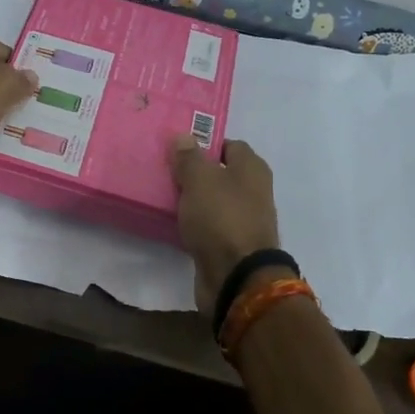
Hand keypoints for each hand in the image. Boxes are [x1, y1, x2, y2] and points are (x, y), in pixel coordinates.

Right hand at [169, 135, 283, 316]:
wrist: (236, 277)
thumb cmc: (221, 218)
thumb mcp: (199, 180)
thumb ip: (189, 157)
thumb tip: (183, 136)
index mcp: (252, 169)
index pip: (229, 145)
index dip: (205, 143)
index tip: (177, 147)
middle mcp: (253, 192)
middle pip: (220, 173)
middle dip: (195, 172)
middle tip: (164, 169)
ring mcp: (243, 220)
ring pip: (212, 201)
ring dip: (192, 199)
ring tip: (161, 194)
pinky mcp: (230, 245)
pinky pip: (208, 225)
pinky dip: (193, 223)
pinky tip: (171, 221)